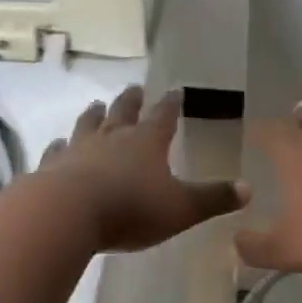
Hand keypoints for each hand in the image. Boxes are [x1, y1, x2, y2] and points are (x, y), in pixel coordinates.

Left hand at [39, 86, 248, 252]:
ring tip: (97, 104)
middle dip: (132, 100)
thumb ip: (213, 198)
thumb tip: (249, 188)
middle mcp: (114, 137)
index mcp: (147, 142)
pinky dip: (58, 146)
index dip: (171, 104)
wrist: (67, 214)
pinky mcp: (52, 166)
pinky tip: (56, 144)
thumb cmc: (131, 209)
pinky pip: (56, 151)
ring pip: (89, 123)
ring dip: (95, 114)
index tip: (175, 90)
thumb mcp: (181, 208)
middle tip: (135, 88)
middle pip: (124, 111)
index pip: (164, 115)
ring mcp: (80, 148)